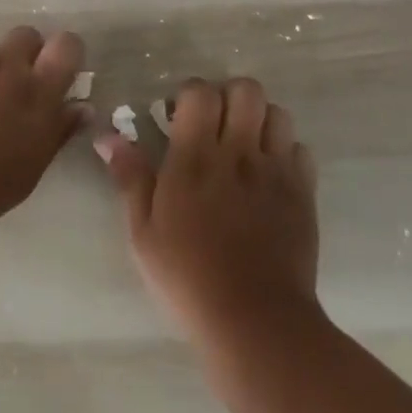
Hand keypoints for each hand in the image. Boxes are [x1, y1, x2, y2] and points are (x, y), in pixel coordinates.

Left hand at [0, 27, 85, 240]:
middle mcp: (5, 66)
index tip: (59, 73)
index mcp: (37, 91)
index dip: (65, 53)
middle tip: (17, 87)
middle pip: (26, 35)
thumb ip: (58, 130)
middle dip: (27, 53)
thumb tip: (82, 107)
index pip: (67, 45)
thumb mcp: (32, 166)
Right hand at [96, 77, 320, 344]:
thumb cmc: (188, 277)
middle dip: (228, 96)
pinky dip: (286, 152)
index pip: (200, 92)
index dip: (189, 95)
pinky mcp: (303, 194)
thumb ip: (130, 177)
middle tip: (214, 125)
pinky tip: (269, 175)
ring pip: (278, 113)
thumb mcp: (144, 232)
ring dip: (259, 120)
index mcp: (195, 157)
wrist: (255, 322)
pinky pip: (301, 150)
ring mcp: (276, 171)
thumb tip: (108, 137)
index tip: (178, 118)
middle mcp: (239, 152)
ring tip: (244, 145)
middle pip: (245, 90)